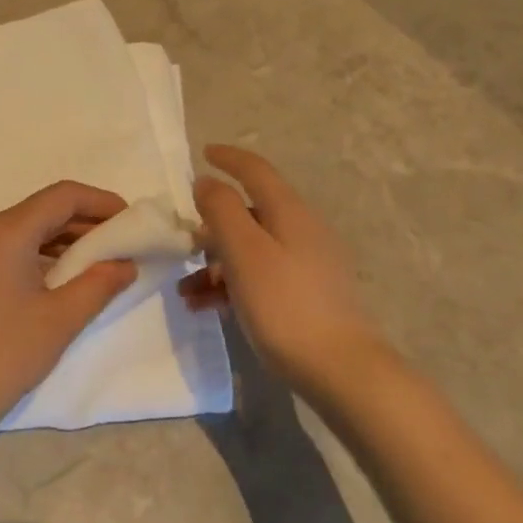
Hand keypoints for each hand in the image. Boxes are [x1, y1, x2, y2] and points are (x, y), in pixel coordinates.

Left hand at [0, 180, 137, 445]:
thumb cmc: (2, 356)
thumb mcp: (60, 319)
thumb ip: (99, 283)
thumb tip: (125, 264)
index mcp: (4, 232)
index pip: (62, 196)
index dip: (101, 202)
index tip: (131, 221)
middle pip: (42, 211)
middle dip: (85, 224)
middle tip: (123, 246)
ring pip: (24, 231)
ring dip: (62, 242)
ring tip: (99, 265)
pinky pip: (7, 250)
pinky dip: (38, 256)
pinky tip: (61, 280)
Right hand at [181, 145, 379, 389]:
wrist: (340, 369)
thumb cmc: (285, 305)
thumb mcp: (244, 252)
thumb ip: (222, 211)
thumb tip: (207, 181)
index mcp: (289, 213)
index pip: (256, 171)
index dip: (229, 158)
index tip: (203, 153)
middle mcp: (301, 231)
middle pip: (250, 214)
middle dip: (211, 227)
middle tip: (182, 246)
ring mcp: (307, 264)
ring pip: (251, 250)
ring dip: (215, 263)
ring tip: (186, 292)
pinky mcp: (306, 294)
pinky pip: (260, 276)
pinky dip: (231, 284)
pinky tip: (208, 308)